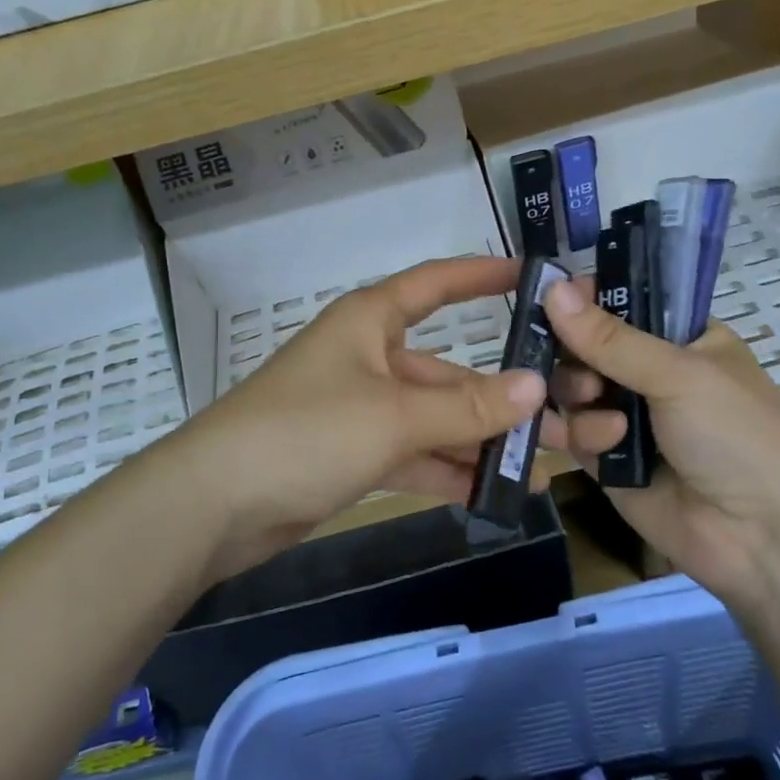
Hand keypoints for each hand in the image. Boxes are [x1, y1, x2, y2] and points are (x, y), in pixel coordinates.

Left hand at [159, 257, 560, 582]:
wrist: (215, 504)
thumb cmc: (306, 432)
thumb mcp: (394, 415)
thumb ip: (467, 405)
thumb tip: (536, 386)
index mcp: (371, 321)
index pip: (437, 284)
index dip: (483, 275)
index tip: (534, 276)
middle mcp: (369, 357)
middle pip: (446, 369)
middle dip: (501, 398)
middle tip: (564, 421)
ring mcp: (360, 409)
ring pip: (434, 418)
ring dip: (480, 442)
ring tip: (541, 468)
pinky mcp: (352, 454)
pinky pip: (414, 454)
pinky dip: (448, 471)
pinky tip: (495, 494)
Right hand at [544, 279, 779, 607]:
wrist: (758, 538)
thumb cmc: (735, 436)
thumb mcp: (679, 375)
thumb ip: (610, 338)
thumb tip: (551, 286)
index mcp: (681, 338)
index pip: (621, 302)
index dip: (586, 299)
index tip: (554, 298)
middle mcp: (650, 372)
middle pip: (584, 345)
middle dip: (576, 357)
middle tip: (587, 375)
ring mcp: (626, 415)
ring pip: (570, 388)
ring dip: (580, 400)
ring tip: (609, 423)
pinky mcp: (607, 458)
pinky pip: (572, 431)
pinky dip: (581, 436)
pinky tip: (602, 448)